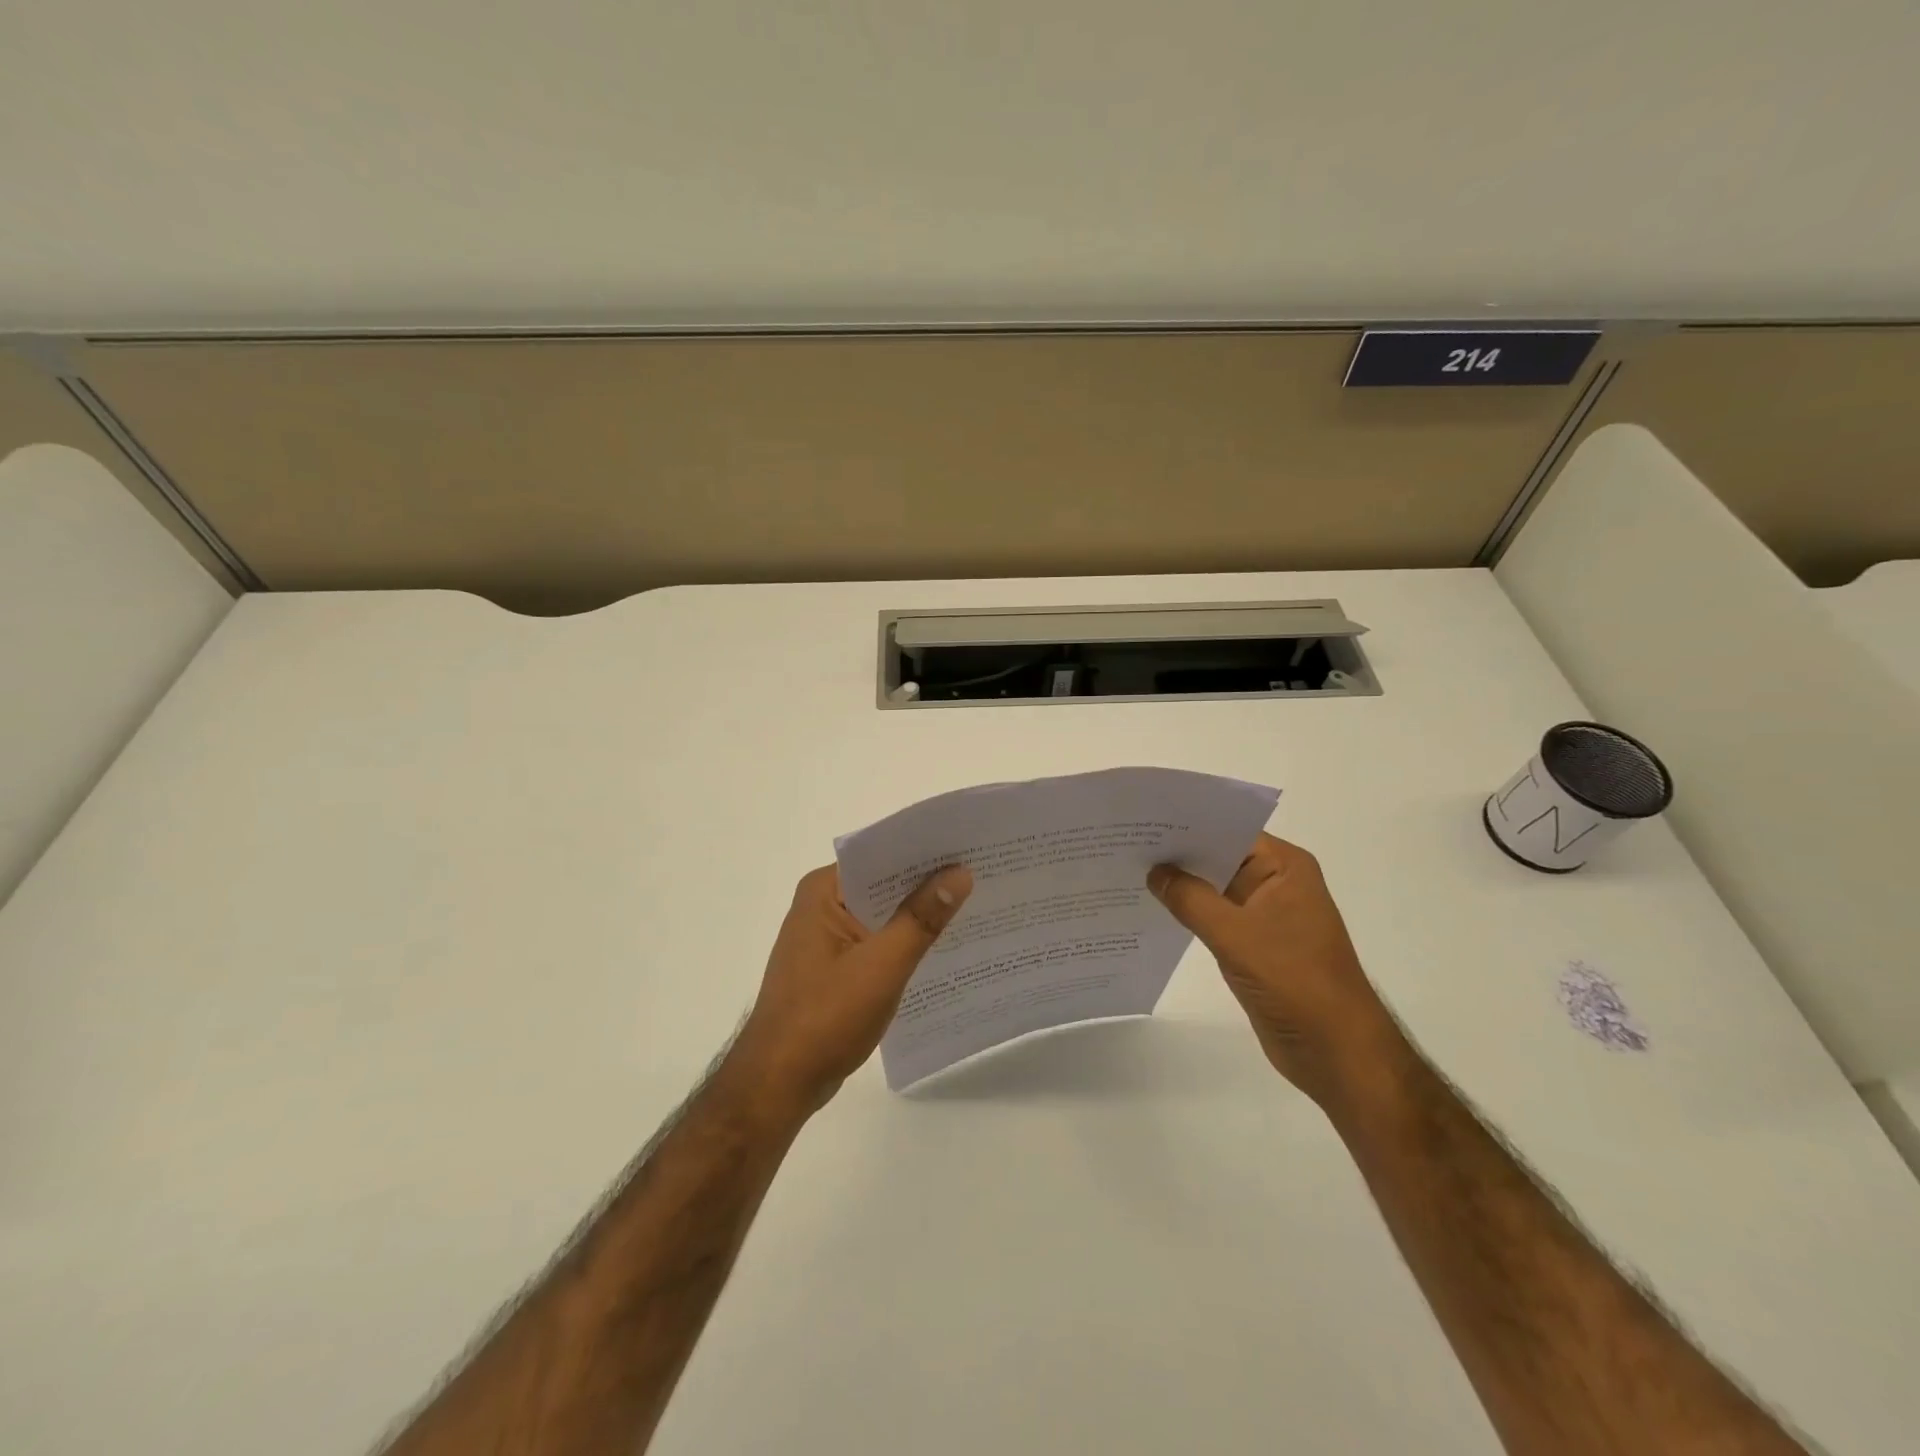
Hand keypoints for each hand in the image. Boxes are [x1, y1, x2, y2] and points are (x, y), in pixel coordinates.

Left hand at [726, 863, 972, 1117]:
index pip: (881, 855)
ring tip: (974, 906)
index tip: (969, 847)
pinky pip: (876, 940)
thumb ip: (921, 919)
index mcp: (823, 891)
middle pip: (883, 884)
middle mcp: (821, 904)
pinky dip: (904, 942)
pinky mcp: (833, 966)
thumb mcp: (882, 966)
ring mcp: (826, 937)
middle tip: (983, 875)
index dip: (925, 851)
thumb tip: (959, 874)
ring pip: (882, 914)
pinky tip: (942, 948)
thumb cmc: (825, 1018)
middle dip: (928, 883)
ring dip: (918, 914)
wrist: (778, 1085)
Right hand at [1149, 833, 1408, 1110]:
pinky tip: (1153, 908)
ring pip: (1213, 887)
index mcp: (1284, 867)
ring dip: (1180, 884)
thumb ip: (1190, 899)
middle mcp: (1276, 882)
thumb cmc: (1294, 982)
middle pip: (1219, 856)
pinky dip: (1188, 911)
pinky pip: (1214, 916)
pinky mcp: (1254, 943)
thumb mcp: (1235, 935)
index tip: (1142, 821)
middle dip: (1177, 853)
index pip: (1229, 829)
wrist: (1336, 1052)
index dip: (1187, 824)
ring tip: (1129, 870)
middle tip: (1125, 843)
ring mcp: (1265, 913)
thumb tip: (1154, 871)